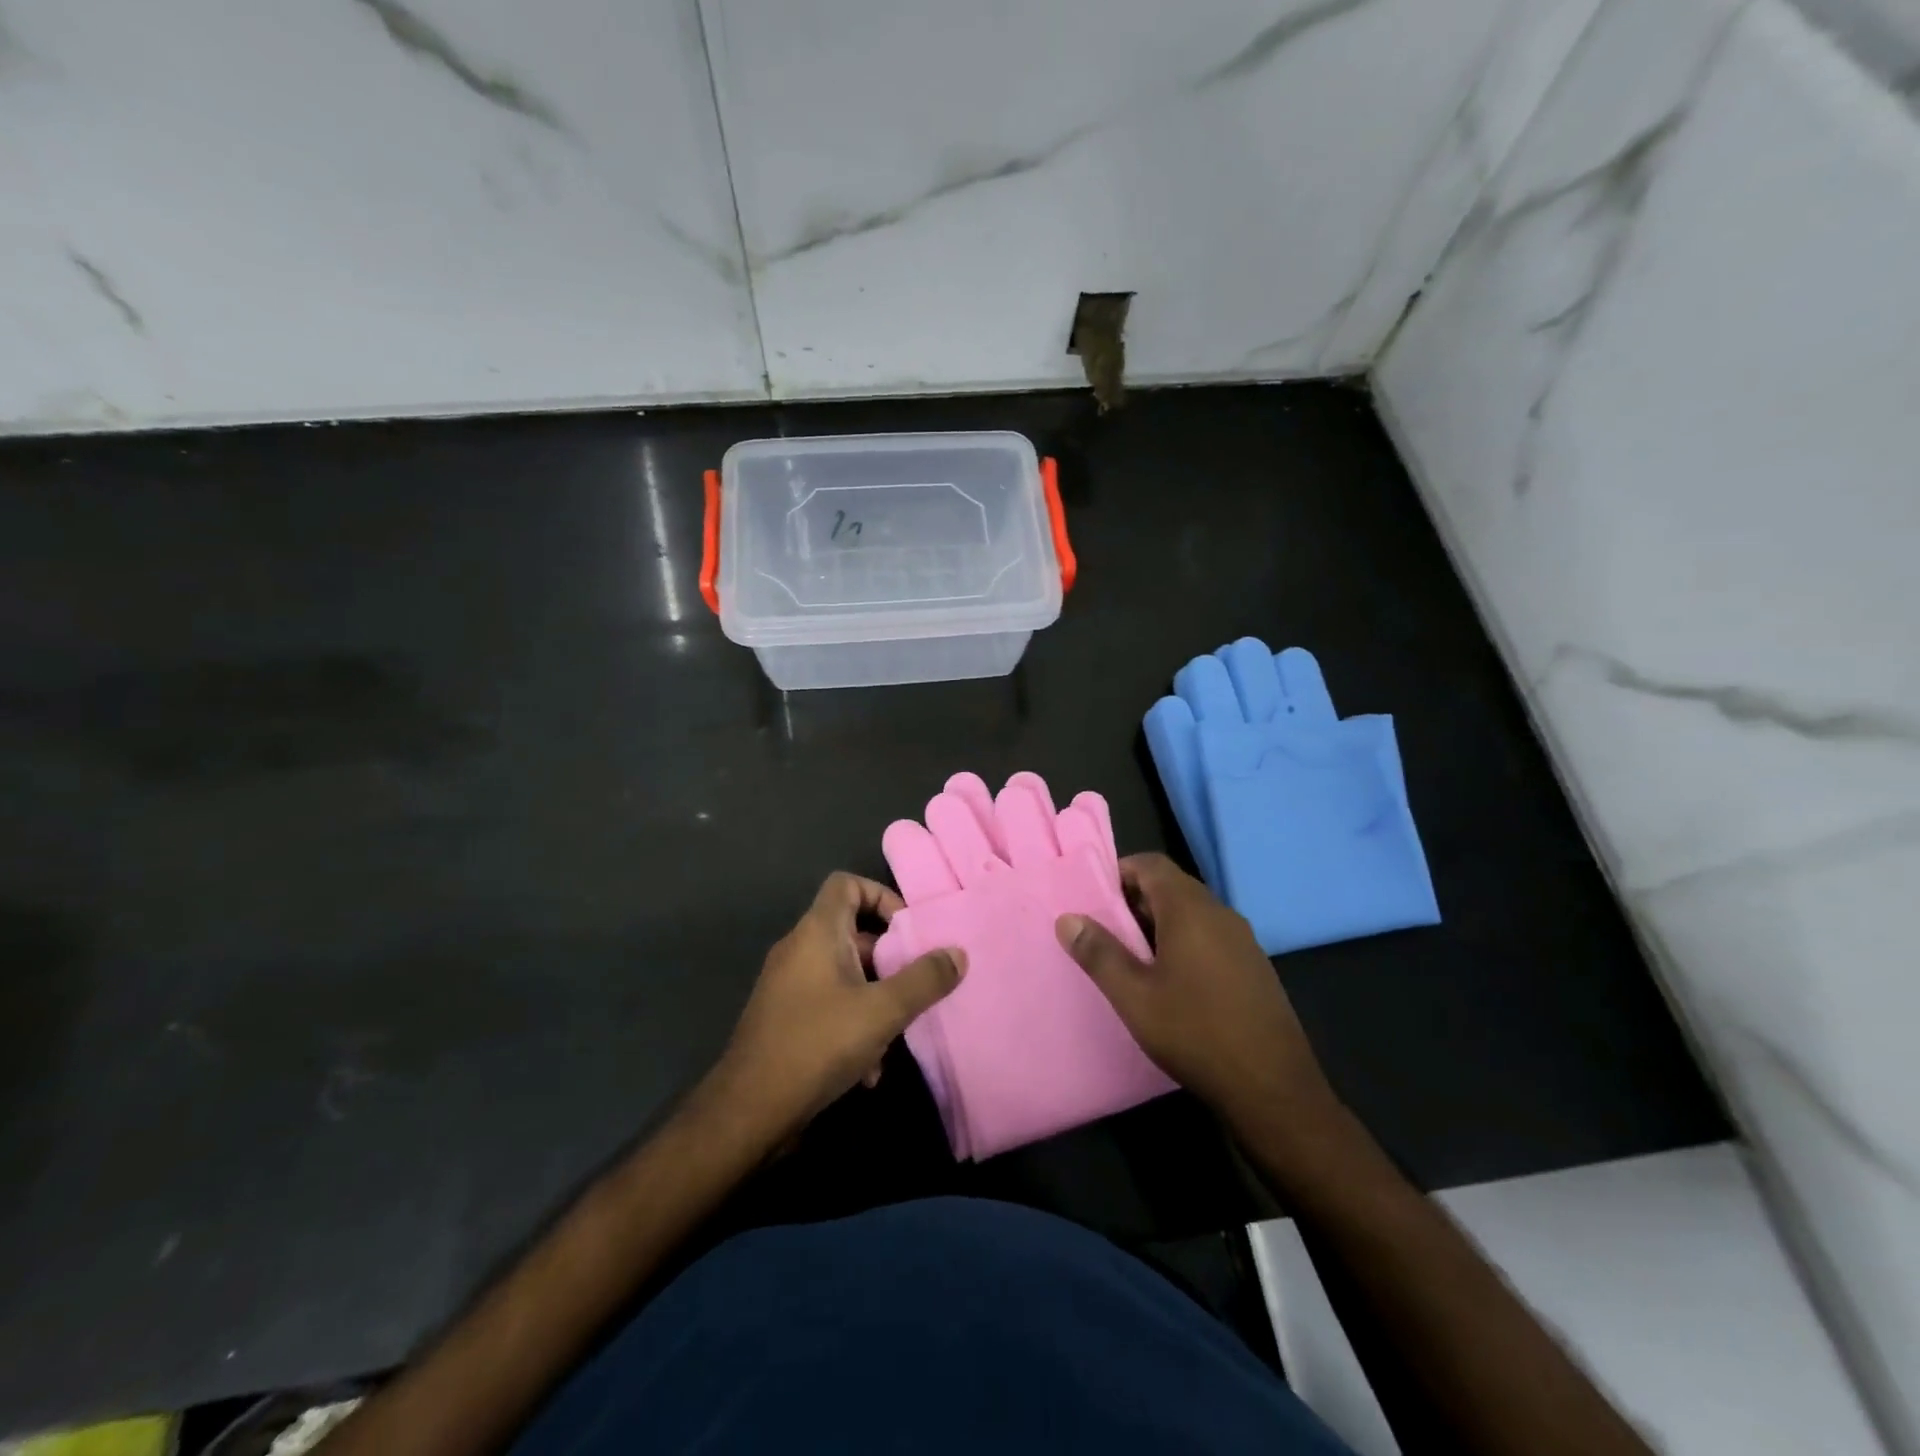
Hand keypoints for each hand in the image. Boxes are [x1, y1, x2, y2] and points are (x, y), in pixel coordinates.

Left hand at [715, 872, 963, 1143]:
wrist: (749, 1111)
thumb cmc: (817, 1044)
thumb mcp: (883, 1011)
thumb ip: (924, 980)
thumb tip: (958, 953)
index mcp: (817, 932)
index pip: (847, 884)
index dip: (881, 895)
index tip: (908, 930)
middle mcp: (799, 950)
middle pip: (852, 933)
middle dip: (888, 959)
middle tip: (915, 984)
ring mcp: (788, 986)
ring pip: (845, 976)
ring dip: (875, 1000)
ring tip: (896, 1035)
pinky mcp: (785, 1020)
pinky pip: (828, 1006)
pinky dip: (853, 1026)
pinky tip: (869, 1071)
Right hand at [1055, 853, 1338, 1137]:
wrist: (1274, 1088)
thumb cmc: (1196, 1033)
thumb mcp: (1134, 997)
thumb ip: (1099, 953)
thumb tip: (1068, 918)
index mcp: (1190, 910)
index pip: (1151, 864)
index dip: (1119, 872)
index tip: (1093, 899)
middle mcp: (1220, 914)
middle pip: (1171, 886)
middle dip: (1135, 900)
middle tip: (1105, 930)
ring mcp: (1242, 940)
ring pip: (1192, 912)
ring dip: (1159, 923)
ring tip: (1131, 958)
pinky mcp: (1253, 966)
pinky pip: (1210, 936)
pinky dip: (1183, 942)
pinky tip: (1170, 982)